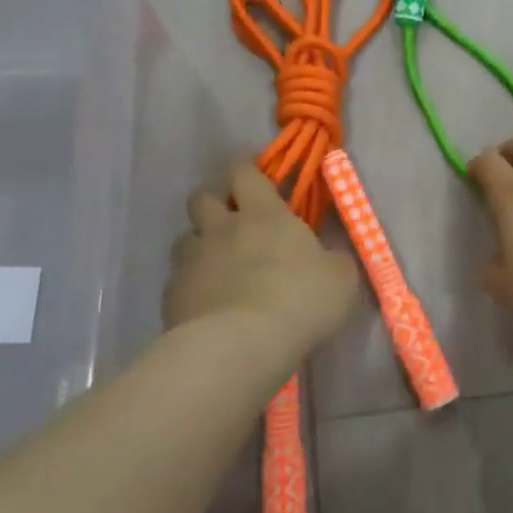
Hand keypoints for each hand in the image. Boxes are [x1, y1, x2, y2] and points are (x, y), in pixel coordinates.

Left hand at [165, 161, 360, 354]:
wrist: (241, 346)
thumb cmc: (300, 301)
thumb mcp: (340, 278)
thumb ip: (333, 260)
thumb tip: (328, 258)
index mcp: (263, 213)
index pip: (243, 171)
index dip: (245, 167)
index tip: (253, 173)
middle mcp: (221, 228)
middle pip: (202, 197)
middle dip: (214, 202)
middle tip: (232, 222)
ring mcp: (192, 261)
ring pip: (185, 238)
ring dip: (199, 245)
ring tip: (216, 267)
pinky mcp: (172, 295)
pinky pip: (177, 280)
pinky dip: (190, 286)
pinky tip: (206, 306)